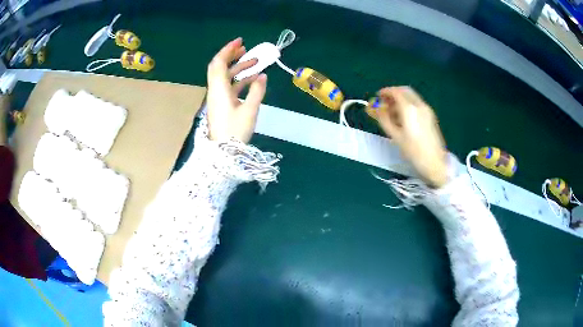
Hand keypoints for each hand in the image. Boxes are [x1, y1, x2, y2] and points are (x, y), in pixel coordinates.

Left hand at [206, 38, 266, 142]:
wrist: (223, 152)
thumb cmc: (235, 132)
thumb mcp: (250, 111)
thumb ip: (257, 91)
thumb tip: (263, 76)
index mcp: (219, 89)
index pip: (219, 63)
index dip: (228, 50)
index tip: (240, 42)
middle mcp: (215, 90)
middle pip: (220, 67)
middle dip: (232, 56)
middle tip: (246, 49)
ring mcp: (217, 98)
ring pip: (225, 77)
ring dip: (238, 68)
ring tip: (255, 63)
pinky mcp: (220, 105)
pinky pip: (228, 87)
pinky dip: (239, 80)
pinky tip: (253, 80)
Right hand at [371, 86, 447, 187]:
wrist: (435, 162)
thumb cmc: (413, 151)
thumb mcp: (395, 136)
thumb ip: (384, 119)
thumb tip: (374, 109)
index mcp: (410, 108)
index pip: (396, 92)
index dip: (385, 92)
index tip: (377, 97)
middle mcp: (419, 105)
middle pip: (405, 91)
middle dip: (393, 93)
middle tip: (384, 102)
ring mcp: (427, 110)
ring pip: (411, 97)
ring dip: (400, 99)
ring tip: (391, 112)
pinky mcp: (431, 116)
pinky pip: (417, 104)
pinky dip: (408, 105)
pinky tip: (403, 117)